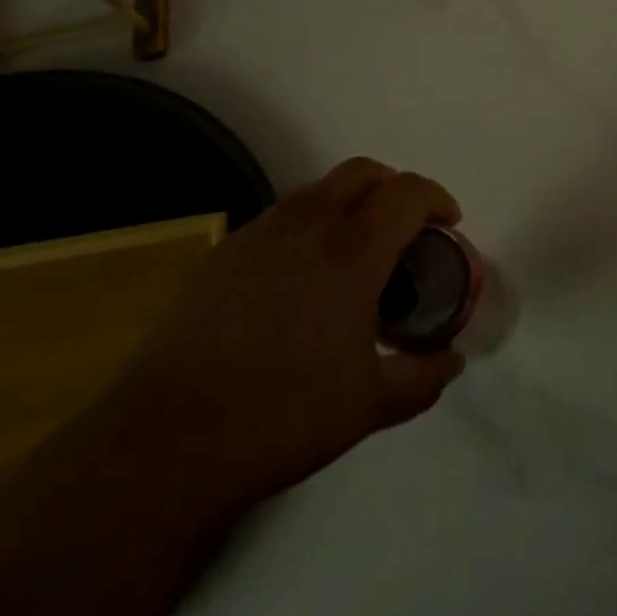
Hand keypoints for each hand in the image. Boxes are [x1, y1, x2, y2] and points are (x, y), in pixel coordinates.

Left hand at [103, 158, 466, 516]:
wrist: (164, 443)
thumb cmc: (280, 418)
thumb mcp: (369, 406)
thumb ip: (422, 377)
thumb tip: (453, 360)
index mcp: (351, 253)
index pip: (407, 193)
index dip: (437, 199)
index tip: (448, 224)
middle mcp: (308, 226)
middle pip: (364, 172)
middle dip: (396, 188)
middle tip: (406, 229)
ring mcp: (260, 234)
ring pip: (320, 188)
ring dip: (351, 201)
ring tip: (356, 250)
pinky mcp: (224, 253)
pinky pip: (283, 215)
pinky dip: (311, 223)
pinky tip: (302, 276)